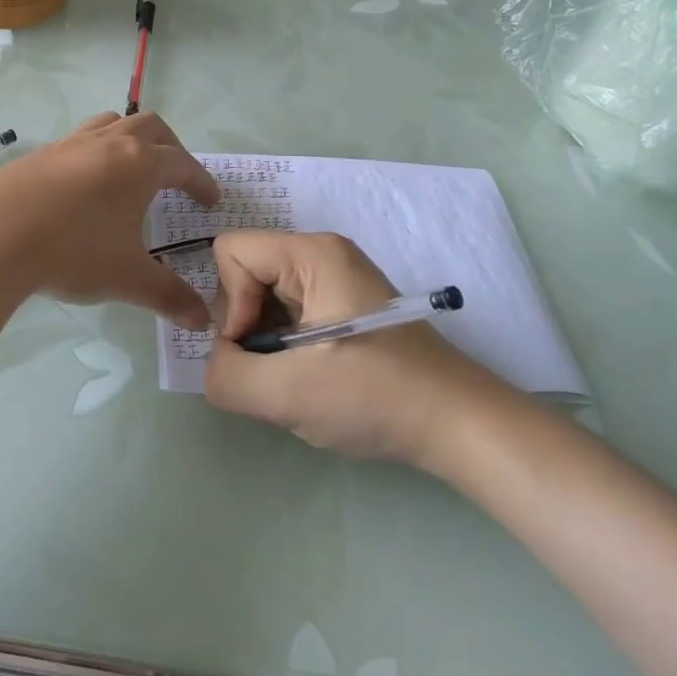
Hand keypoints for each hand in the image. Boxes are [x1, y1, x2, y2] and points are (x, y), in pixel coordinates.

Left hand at [0, 112, 220, 326]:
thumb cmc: (73, 250)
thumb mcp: (128, 278)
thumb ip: (169, 296)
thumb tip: (202, 321)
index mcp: (140, 164)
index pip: (182, 163)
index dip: (201, 181)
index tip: (210, 199)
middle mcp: (109, 143)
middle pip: (151, 127)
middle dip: (171, 147)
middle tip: (177, 175)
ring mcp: (72, 143)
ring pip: (112, 123)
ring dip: (131, 137)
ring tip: (132, 166)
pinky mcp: (41, 153)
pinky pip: (80, 139)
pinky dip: (96, 150)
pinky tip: (85, 183)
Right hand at [204, 232, 515, 465]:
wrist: (457, 423)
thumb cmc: (375, 396)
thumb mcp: (287, 393)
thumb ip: (226, 375)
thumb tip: (219, 362)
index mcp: (312, 253)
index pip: (231, 252)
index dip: (230, 302)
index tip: (257, 349)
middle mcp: (321, 254)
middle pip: (245, 273)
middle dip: (248, 326)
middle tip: (278, 371)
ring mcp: (335, 279)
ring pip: (264, 298)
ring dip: (266, 342)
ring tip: (298, 378)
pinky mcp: (343, 306)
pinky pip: (287, 313)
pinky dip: (286, 347)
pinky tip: (313, 378)